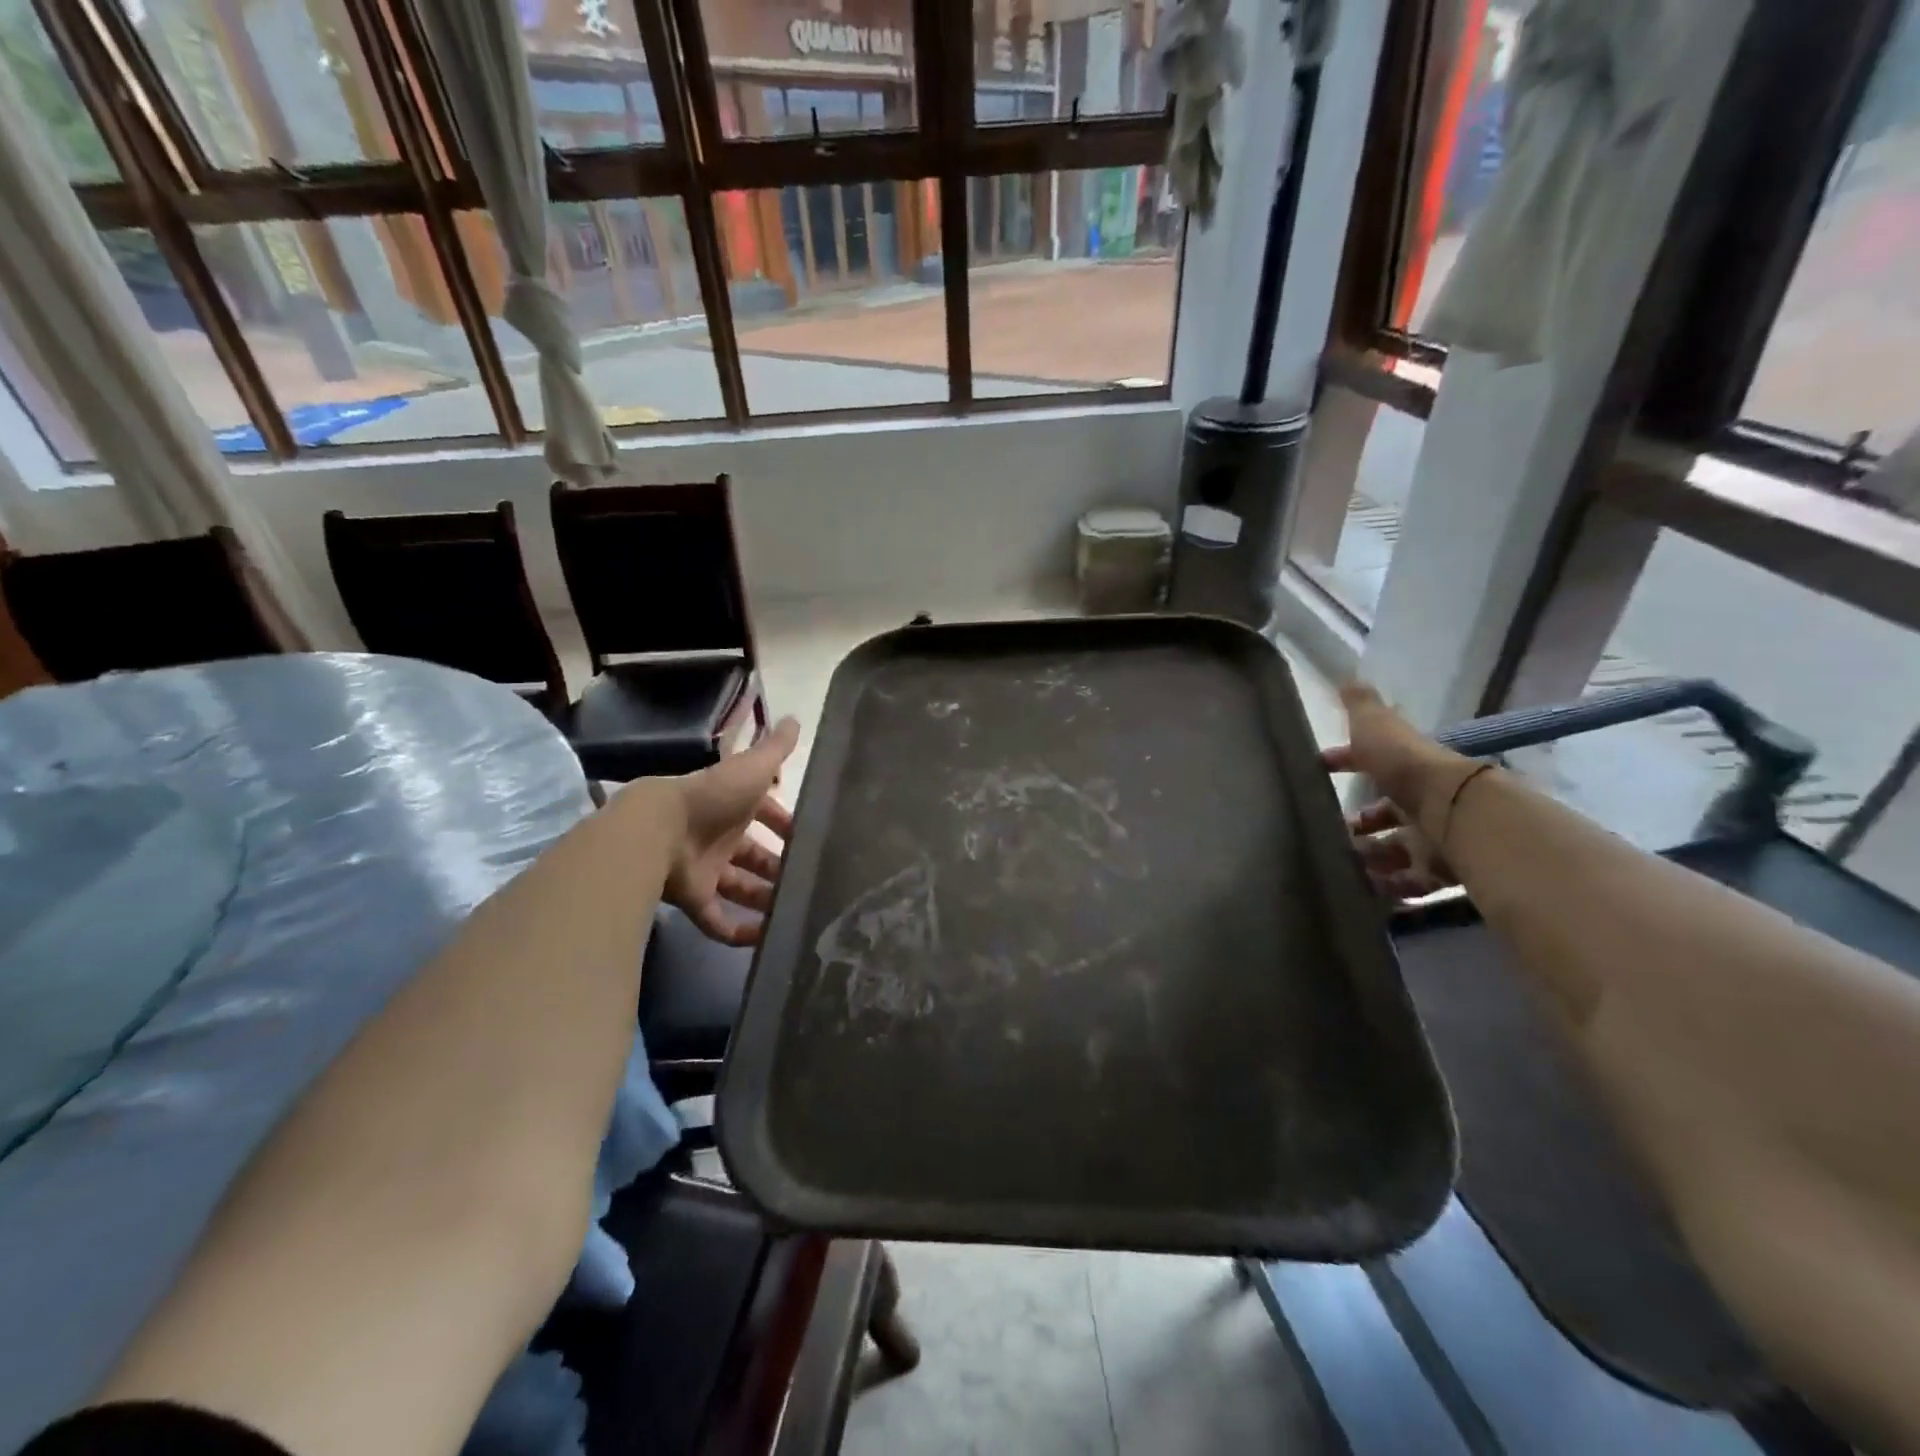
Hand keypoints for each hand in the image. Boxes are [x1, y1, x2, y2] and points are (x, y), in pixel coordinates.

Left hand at [664, 717, 800, 945]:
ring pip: (740, 888)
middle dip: (779, 868)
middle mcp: (720, 837)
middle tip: (807, 883)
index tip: (809, 840)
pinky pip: (717, 919)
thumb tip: (797, 719)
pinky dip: (737, 931)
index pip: (766, 815)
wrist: (659, 830)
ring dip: (764, 900)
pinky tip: (764, 939)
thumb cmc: (712, 797)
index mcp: (734, 806)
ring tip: (795, 914)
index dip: (785, 825)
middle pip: (755, 856)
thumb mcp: (751, 768)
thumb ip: (775, 749)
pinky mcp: (693, 899)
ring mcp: (705, 869)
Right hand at [1321, 681, 1477, 902]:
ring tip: (1340, 863)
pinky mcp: (1438, 873)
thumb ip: (1362, 707)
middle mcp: (1420, 804)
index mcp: (1405, 770)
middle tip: (1327, 830)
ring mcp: (1430, 840)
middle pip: (1384, 815)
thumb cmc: (1408, 768)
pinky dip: (1388, 886)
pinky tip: (1363, 889)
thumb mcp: (1377, 728)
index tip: (1319, 770)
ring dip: (1368, 857)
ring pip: (1393, 850)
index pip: (1371, 765)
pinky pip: (1409, 882)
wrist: (1456, 813)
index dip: (1345, 764)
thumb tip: (1347, 676)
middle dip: (1358, 823)